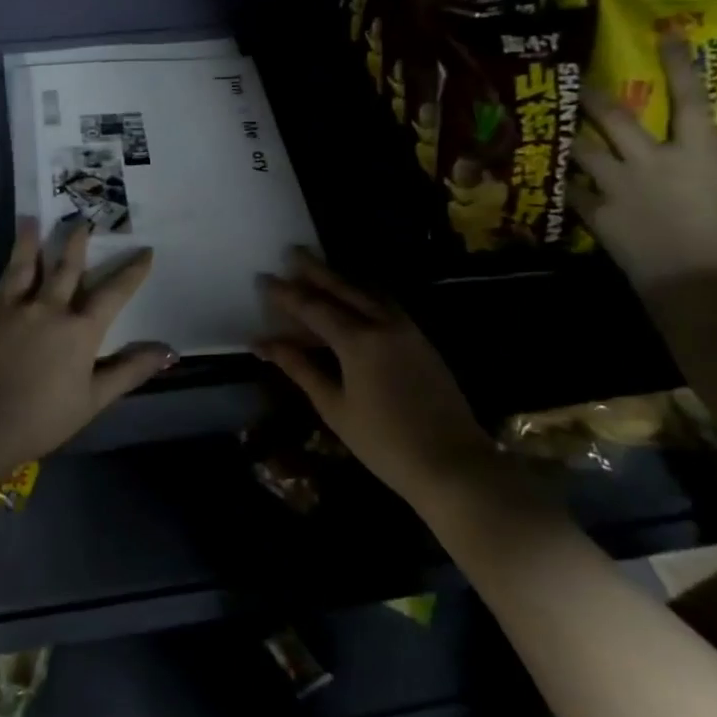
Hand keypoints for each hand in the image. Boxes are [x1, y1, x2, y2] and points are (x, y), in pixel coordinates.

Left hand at [0, 219, 174, 473]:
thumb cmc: (43, 417)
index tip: (145, 251)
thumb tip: (168, 351)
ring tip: (33, 219)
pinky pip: (5, 280)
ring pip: (29, 264)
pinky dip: (11, 263)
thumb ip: (129, 371)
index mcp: (81, 330)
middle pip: (68, 267)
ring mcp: (17, 308)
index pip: (114, 293)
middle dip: (78, 242)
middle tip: (84, 219)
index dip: (132, 271)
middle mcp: (51, 308)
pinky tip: (11, 259)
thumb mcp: (94, 399)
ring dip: (33, 240)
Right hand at [255, 250, 489, 503]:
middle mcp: (383, 324)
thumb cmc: (383, 442)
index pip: (313, 308)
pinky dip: (364, 294)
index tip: (263, 279)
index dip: (285, 294)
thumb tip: (264, 344)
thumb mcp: (334, 407)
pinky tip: (355, 298)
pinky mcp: (421, 340)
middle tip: (292, 252)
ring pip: (369, 292)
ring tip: (320, 270)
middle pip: (343, 288)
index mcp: (358, 341)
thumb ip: (300, 369)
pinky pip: (386, 304)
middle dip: (315, 270)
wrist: (452, 464)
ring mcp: (408, 330)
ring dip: (342, 278)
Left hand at [573, 36, 716, 288]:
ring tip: (550, 126)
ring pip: (582, 149)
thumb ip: (701, 155)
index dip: (677, 64)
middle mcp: (656, 160)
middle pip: (617, 117)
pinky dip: (561, 182)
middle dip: (592, 97)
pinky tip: (547, 175)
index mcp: (699, 151)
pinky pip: (570, 189)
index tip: (665, 35)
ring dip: (567, 138)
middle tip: (574, 80)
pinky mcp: (598, 210)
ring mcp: (621, 184)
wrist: (695, 277)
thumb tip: (689, 135)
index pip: (690, 98)